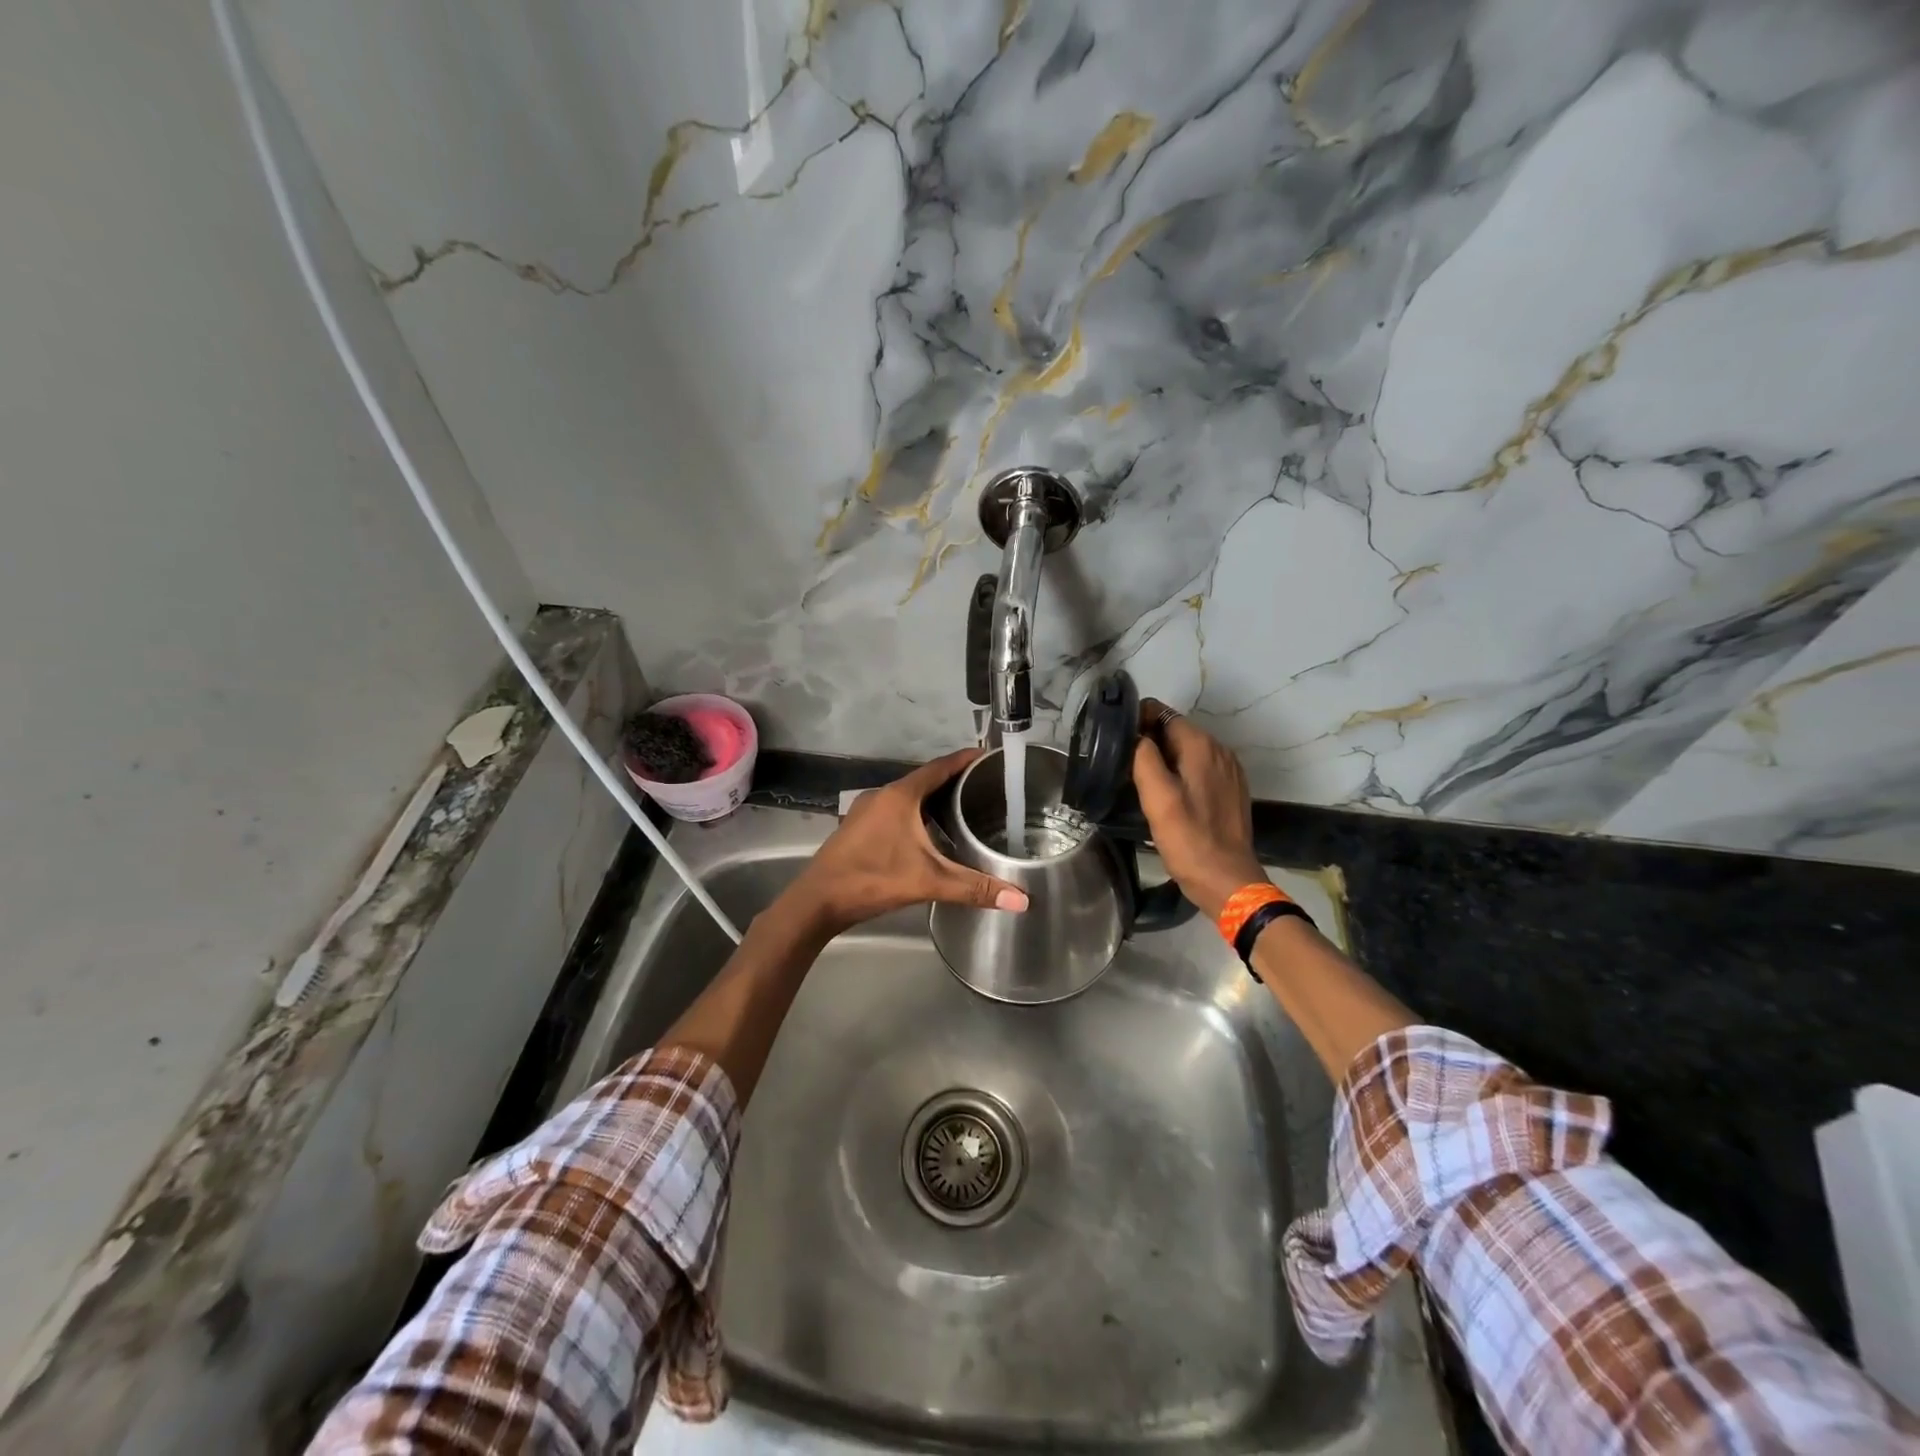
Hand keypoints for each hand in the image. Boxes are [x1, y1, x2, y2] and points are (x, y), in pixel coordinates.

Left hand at [784, 749, 1029, 937]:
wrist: (817, 901)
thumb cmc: (873, 879)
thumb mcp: (928, 882)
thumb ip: (974, 888)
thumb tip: (1022, 901)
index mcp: (901, 796)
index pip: (940, 767)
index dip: (965, 759)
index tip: (989, 755)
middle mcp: (882, 795)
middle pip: (924, 779)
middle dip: (953, 780)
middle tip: (985, 786)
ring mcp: (866, 810)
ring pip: (907, 796)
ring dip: (932, 798)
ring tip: (963, 807)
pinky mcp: (858, 827)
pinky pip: (894, 810)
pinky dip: (915, 813)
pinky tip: (928, 832)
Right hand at [1131, 700, 1267, 920]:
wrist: (1228, 881)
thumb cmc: (1189, 840)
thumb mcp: (1157, 799)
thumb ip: (1144, 759)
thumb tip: (1135, 736)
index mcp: (1201, 746)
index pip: (1163, 713)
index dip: (1137, 721)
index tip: (1116, 741)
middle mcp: (1219, 750)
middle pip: (1175, 730)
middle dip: (1149, 740)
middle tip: (1121, 763)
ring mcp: (1228, 770)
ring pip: (1187, 750)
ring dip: (1163, 757)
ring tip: (1139, 779)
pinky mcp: (1230, 789)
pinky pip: (1199, 768)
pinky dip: (1180, 772)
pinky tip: (1167, 794)